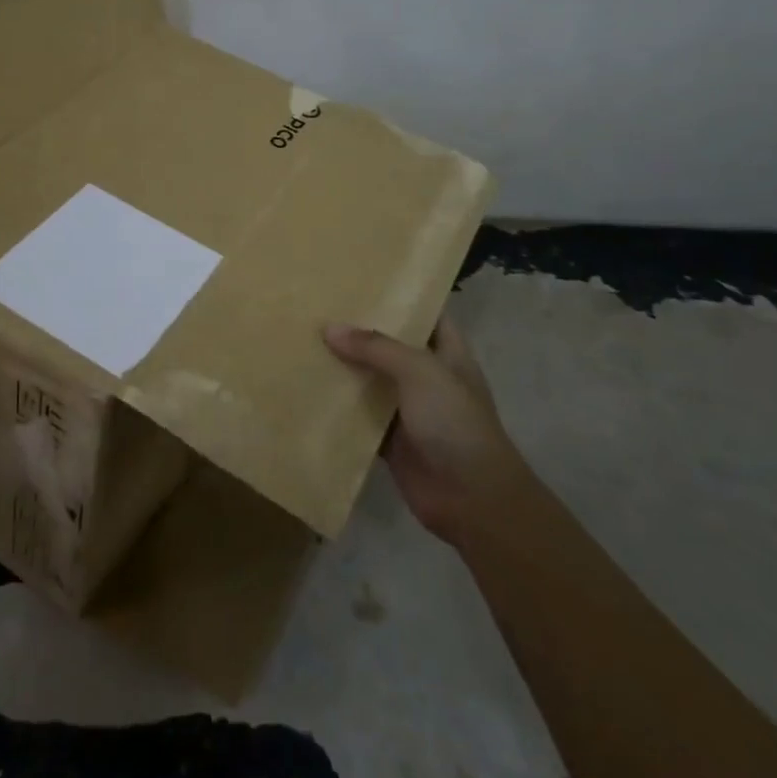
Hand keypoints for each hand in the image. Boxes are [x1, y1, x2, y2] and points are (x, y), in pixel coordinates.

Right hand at [324, 315, 528, 548]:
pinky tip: (307, 387)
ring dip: (345, 366)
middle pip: (391, 345)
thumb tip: (329, 329)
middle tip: (319, 305)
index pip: (425, 312)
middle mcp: (427, 376)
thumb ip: (376, 347)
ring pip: (371, 379)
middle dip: (360, 329)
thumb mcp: (420, 371)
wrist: (472, 499)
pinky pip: (359, 416)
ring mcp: (409, 409)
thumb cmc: (455, 423)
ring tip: (305, 338)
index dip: (400, 295)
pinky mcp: (390, 439)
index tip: (362, 278)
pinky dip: (338, 406)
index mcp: (447, 353)